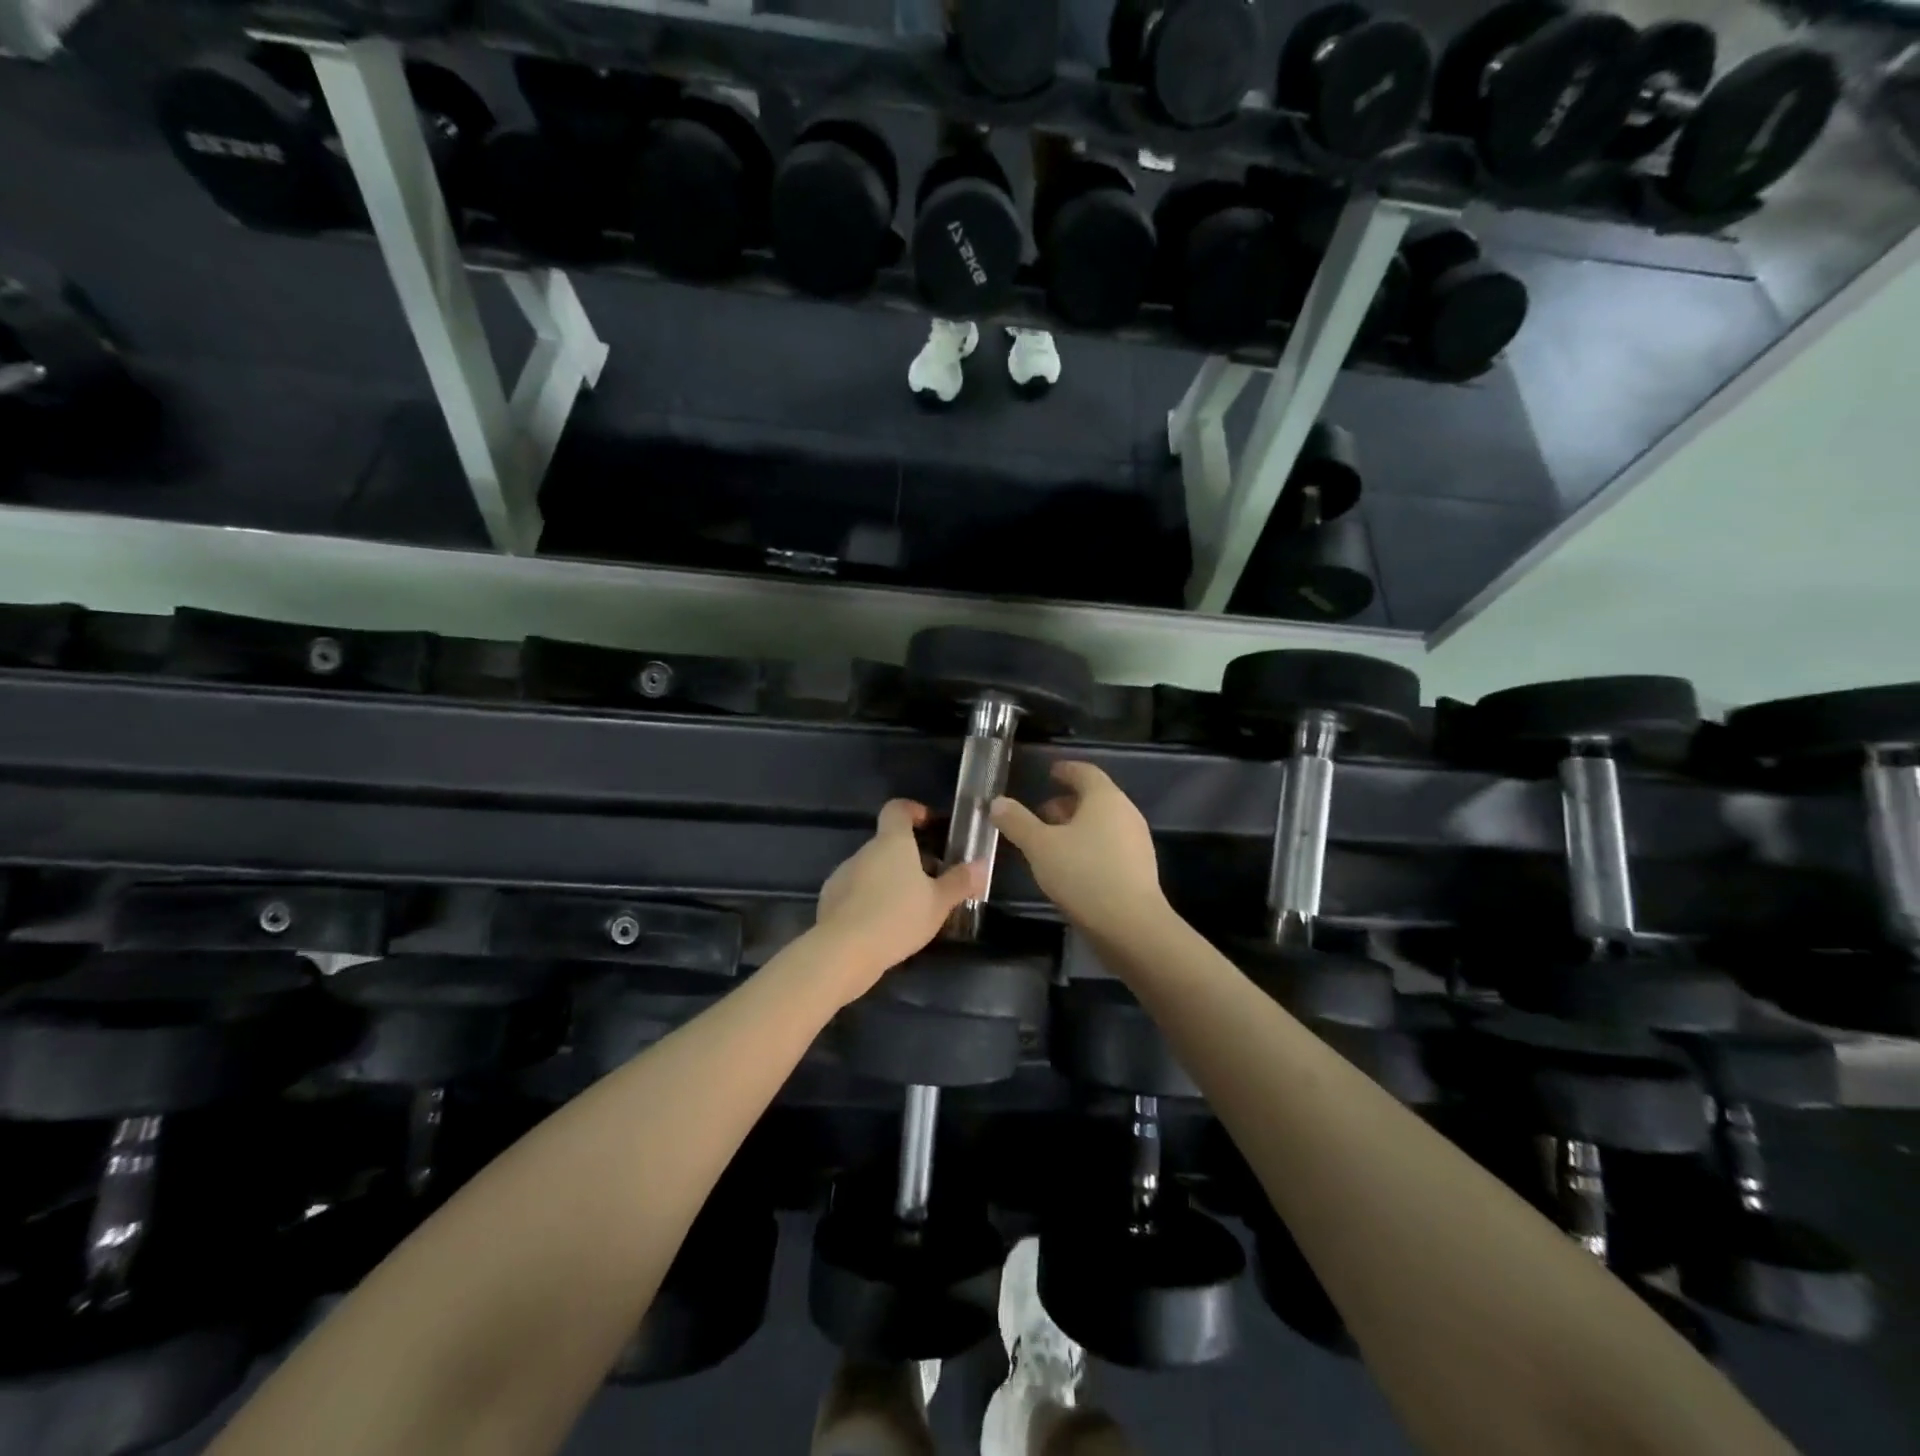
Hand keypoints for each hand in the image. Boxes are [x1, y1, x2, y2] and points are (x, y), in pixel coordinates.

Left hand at [814, 799, 985, 1002]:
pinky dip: (869, 900)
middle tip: (930, 880)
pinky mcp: (828, 900)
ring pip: (870, 869)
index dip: (913, 811)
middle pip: (886, 843)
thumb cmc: (897, 917)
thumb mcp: (938, 903)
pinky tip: (881, 925)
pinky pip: (854, 891)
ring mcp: (842, 875)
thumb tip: (981, 864)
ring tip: (907, 908)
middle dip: (908, 857)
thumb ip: (960, 882)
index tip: (928, 824)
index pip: (897, 809)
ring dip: (888, 880)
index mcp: (891, 842)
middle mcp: (864, 851)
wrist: (843, 951)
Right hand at [991, 761, 1165, 935]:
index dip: (1066, 770)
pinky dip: (1089, 846)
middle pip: (1095, 798)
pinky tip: (1071, 867)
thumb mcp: (1040, 847)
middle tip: (1041, 813)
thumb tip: (997, 802)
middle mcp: (1126, 813)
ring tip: (1051, 842)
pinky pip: (1110, 846)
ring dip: (1077, 826)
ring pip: (1102, 824)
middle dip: (1067, 802)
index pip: (1085, 772)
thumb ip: (1017, 822)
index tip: (1050, 773)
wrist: (1131, 926)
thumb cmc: (1084, 874)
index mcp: (1105, 798)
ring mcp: (1136, 842)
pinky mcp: (1139, 869)